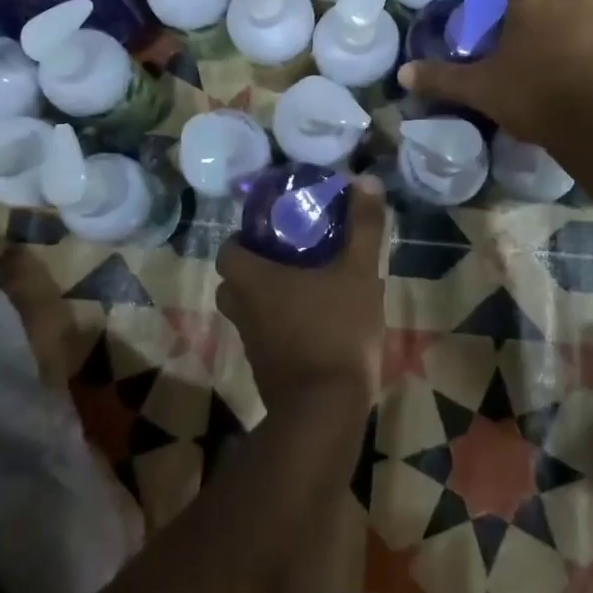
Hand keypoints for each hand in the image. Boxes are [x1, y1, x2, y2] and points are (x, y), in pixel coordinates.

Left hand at [214, 180, 388, 411]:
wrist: (325, 411)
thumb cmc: (336, 330)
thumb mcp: (358, 272)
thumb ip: (362, 227)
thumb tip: (365, 180)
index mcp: (253, 280)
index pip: (228, 250)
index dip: (244, 239)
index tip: (274, 232)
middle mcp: (242, 310)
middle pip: (234, 281)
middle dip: (257, 268)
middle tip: (292, 256)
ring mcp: (251, 344)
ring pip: (248, 311)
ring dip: (268, 299)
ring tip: (306, 287)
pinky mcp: (265, 371)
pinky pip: (265, 337)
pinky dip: (280, 327)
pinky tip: (315, 324)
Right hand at [398, 0, 592, 151]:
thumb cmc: (537, 103)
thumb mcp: (482, 92)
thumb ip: (441, 78)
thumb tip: (402, 72)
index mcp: (527, 1)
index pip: (506, 2)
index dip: (502, 25)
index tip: (502, 49)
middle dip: (543, 19)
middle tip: (540, 53)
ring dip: (586, 3)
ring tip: (583, 29)